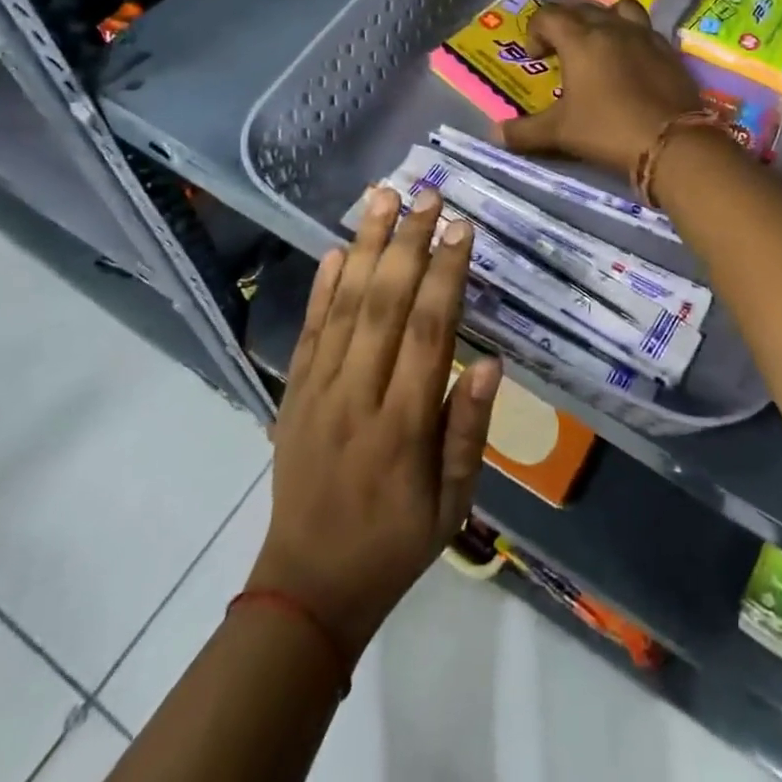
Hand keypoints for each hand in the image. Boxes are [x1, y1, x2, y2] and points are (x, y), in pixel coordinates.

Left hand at [249, 188, 500, 659]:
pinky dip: (321, 288)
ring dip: (366, 247)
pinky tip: (335, 250)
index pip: (428, 332)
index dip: (446, 274)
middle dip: (408, 243)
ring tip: (383, 197)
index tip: (461, 228)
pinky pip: (308, 332)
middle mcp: (357, 397)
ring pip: (344, 307)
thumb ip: (468, 430)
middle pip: (383, 305)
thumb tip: (489, 361)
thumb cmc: (396, 543)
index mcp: (402, 426)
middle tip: (427, 193)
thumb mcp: (453, 503)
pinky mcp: (292, 396)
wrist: (307, 588)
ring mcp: (317, 393)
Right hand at [500, 0, 702, 174]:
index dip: (535, 31)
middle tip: (560, 53)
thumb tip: (494, 133)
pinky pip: (644, 29)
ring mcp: (644, 35)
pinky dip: (630, 37)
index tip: (535, 57)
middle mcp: (612, 27)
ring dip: (602, 20)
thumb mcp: (560, 133)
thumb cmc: (608, 130)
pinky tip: (630, 63)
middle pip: (581, 9)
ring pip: (617, 9)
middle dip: (564, 25)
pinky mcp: (669, 50)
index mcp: (581, 39)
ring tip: (598, 45)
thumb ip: (525, 131)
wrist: (673, 143)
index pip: (548, 15)